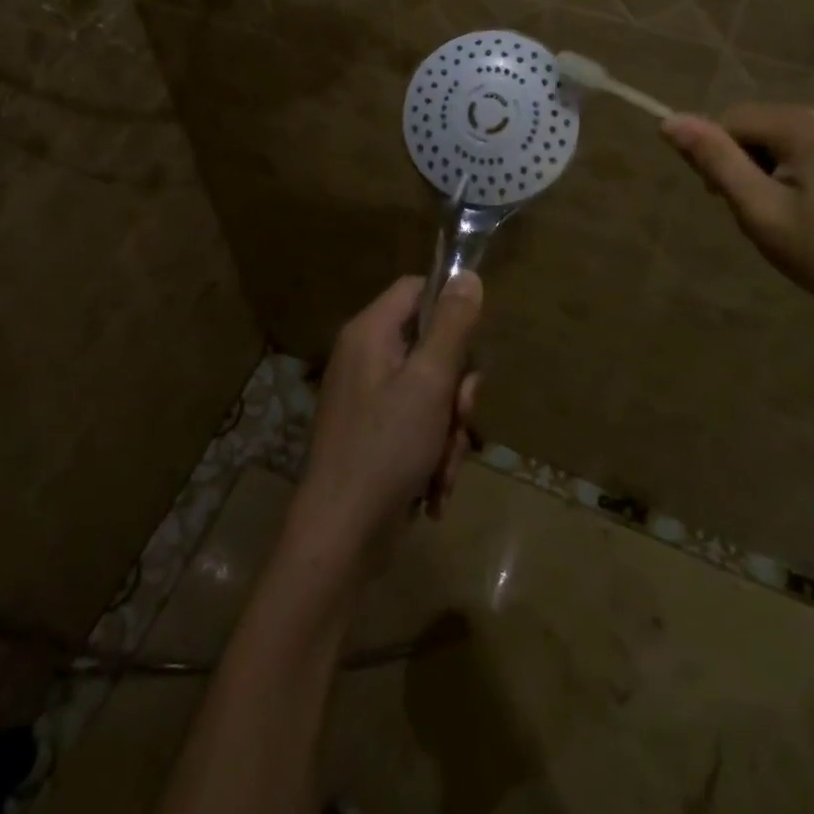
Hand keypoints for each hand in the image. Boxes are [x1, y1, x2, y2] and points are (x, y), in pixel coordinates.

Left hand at [286, 274, 482, 583]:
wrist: (340, 538)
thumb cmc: (386, 448)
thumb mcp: (430, 381)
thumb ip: (452, 326)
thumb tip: (467, 275)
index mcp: (370, 333)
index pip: (416, 289)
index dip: (450, 307)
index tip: (473, 341)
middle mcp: (365, 358)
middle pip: (431, 346)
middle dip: (456, 388)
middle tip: (459, 415)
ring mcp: (368, 399)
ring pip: (431, 393)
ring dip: (448, 430)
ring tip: (444, 467)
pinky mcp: (374, 435)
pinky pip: (417, 425)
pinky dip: (432, 453)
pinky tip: (434, 490)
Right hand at [662, 104, 813, 326]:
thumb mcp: (760, 211)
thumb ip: (716, 161)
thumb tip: (670, 120)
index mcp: (807, 125)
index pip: (732, 119)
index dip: (717, 156)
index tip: (723, 199)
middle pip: (761, 124)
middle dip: (747, 161)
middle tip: (758, 212)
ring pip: (786, 134)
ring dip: (772, 165)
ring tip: (787, 213)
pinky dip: (800, 165)